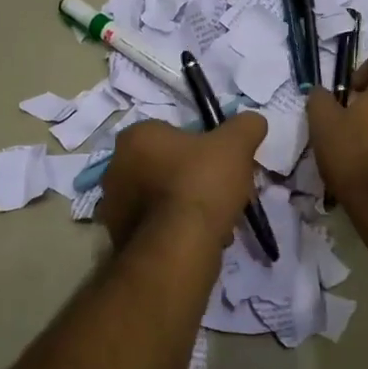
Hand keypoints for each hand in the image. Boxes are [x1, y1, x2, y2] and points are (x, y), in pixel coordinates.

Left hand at [96, 112, 267, 249]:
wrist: (178, 246)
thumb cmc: (201, 183)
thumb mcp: (236, 144)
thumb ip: (246, 126)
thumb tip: (253, 121)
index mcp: (135, 137)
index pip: (170, 133)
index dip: (200, 146)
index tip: (221, 162)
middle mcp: (115, 168)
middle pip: (165, 167)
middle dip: (193, 178)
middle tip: (222, 192)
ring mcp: (114, 207)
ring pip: (162, 199)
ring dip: (186, 207)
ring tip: (218, 221)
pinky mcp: (119, 239)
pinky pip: (157, 227)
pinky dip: (177, 231)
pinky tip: (202, 239)